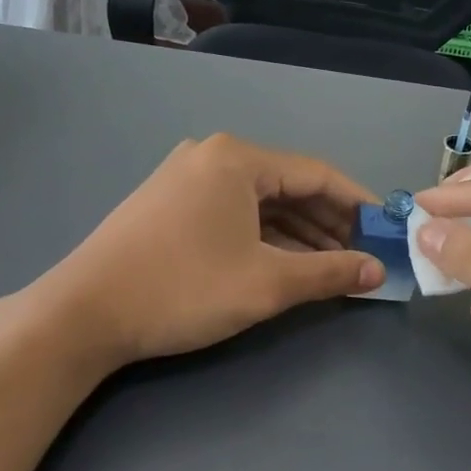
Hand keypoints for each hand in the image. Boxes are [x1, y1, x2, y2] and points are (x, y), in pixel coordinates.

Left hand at [22, 134, 383, 371]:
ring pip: (260, 202)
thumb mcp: (267, 283)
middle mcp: (212, 156)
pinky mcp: (168, 204)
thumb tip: (377, 271)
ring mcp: (185, 179)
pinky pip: (233, 213)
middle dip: (329, 223)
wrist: (82, 314)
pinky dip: (264, 236)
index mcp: (238, 159)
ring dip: (299, 233)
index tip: (388, 231)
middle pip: (288, 186)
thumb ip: (329, 272)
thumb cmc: (183, 289)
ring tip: (332, 266)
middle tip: (363, 255)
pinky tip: (285, 263)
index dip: (359, 204)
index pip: (317, 175)